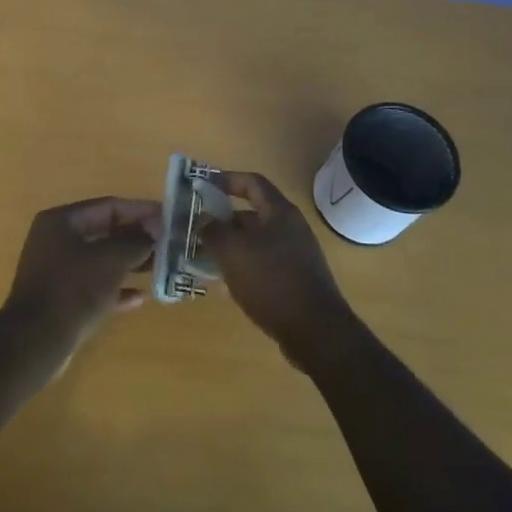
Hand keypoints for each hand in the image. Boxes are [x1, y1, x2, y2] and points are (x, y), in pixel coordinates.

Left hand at [1, 196, 157, 366]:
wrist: (36, 341)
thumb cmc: (74, 288)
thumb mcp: (111, 259)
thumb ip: (135, 242)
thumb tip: (151, 235)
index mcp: (61, 221)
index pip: (108, 206)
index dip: (140, 210)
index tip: (167, 217)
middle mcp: (55, 241)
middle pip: (104, 232)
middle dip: (136, 238)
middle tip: (166, 243)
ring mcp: (56, 271)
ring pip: (100, 260)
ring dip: (129, 263)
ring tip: (159, 267)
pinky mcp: (60, 299)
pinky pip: (94, 286)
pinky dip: (115, 289)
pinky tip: (139, 298)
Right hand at [201, 171, 356, 371]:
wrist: (315, 332)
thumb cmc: (272, 282)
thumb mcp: (233, 252)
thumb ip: (214, 230)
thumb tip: (203, 219)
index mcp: (279, 213)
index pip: (252, 182)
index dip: (226, 179)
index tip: (202, 186)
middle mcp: (290, 228)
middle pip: (251, 214)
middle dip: (222, 220)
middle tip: (196, 229)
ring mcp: (295, 255)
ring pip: (254, 242)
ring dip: (229, 247)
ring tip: (202, 258)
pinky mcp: (294, 280)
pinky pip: (262, 265)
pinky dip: (242, 268)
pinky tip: (223, 285)